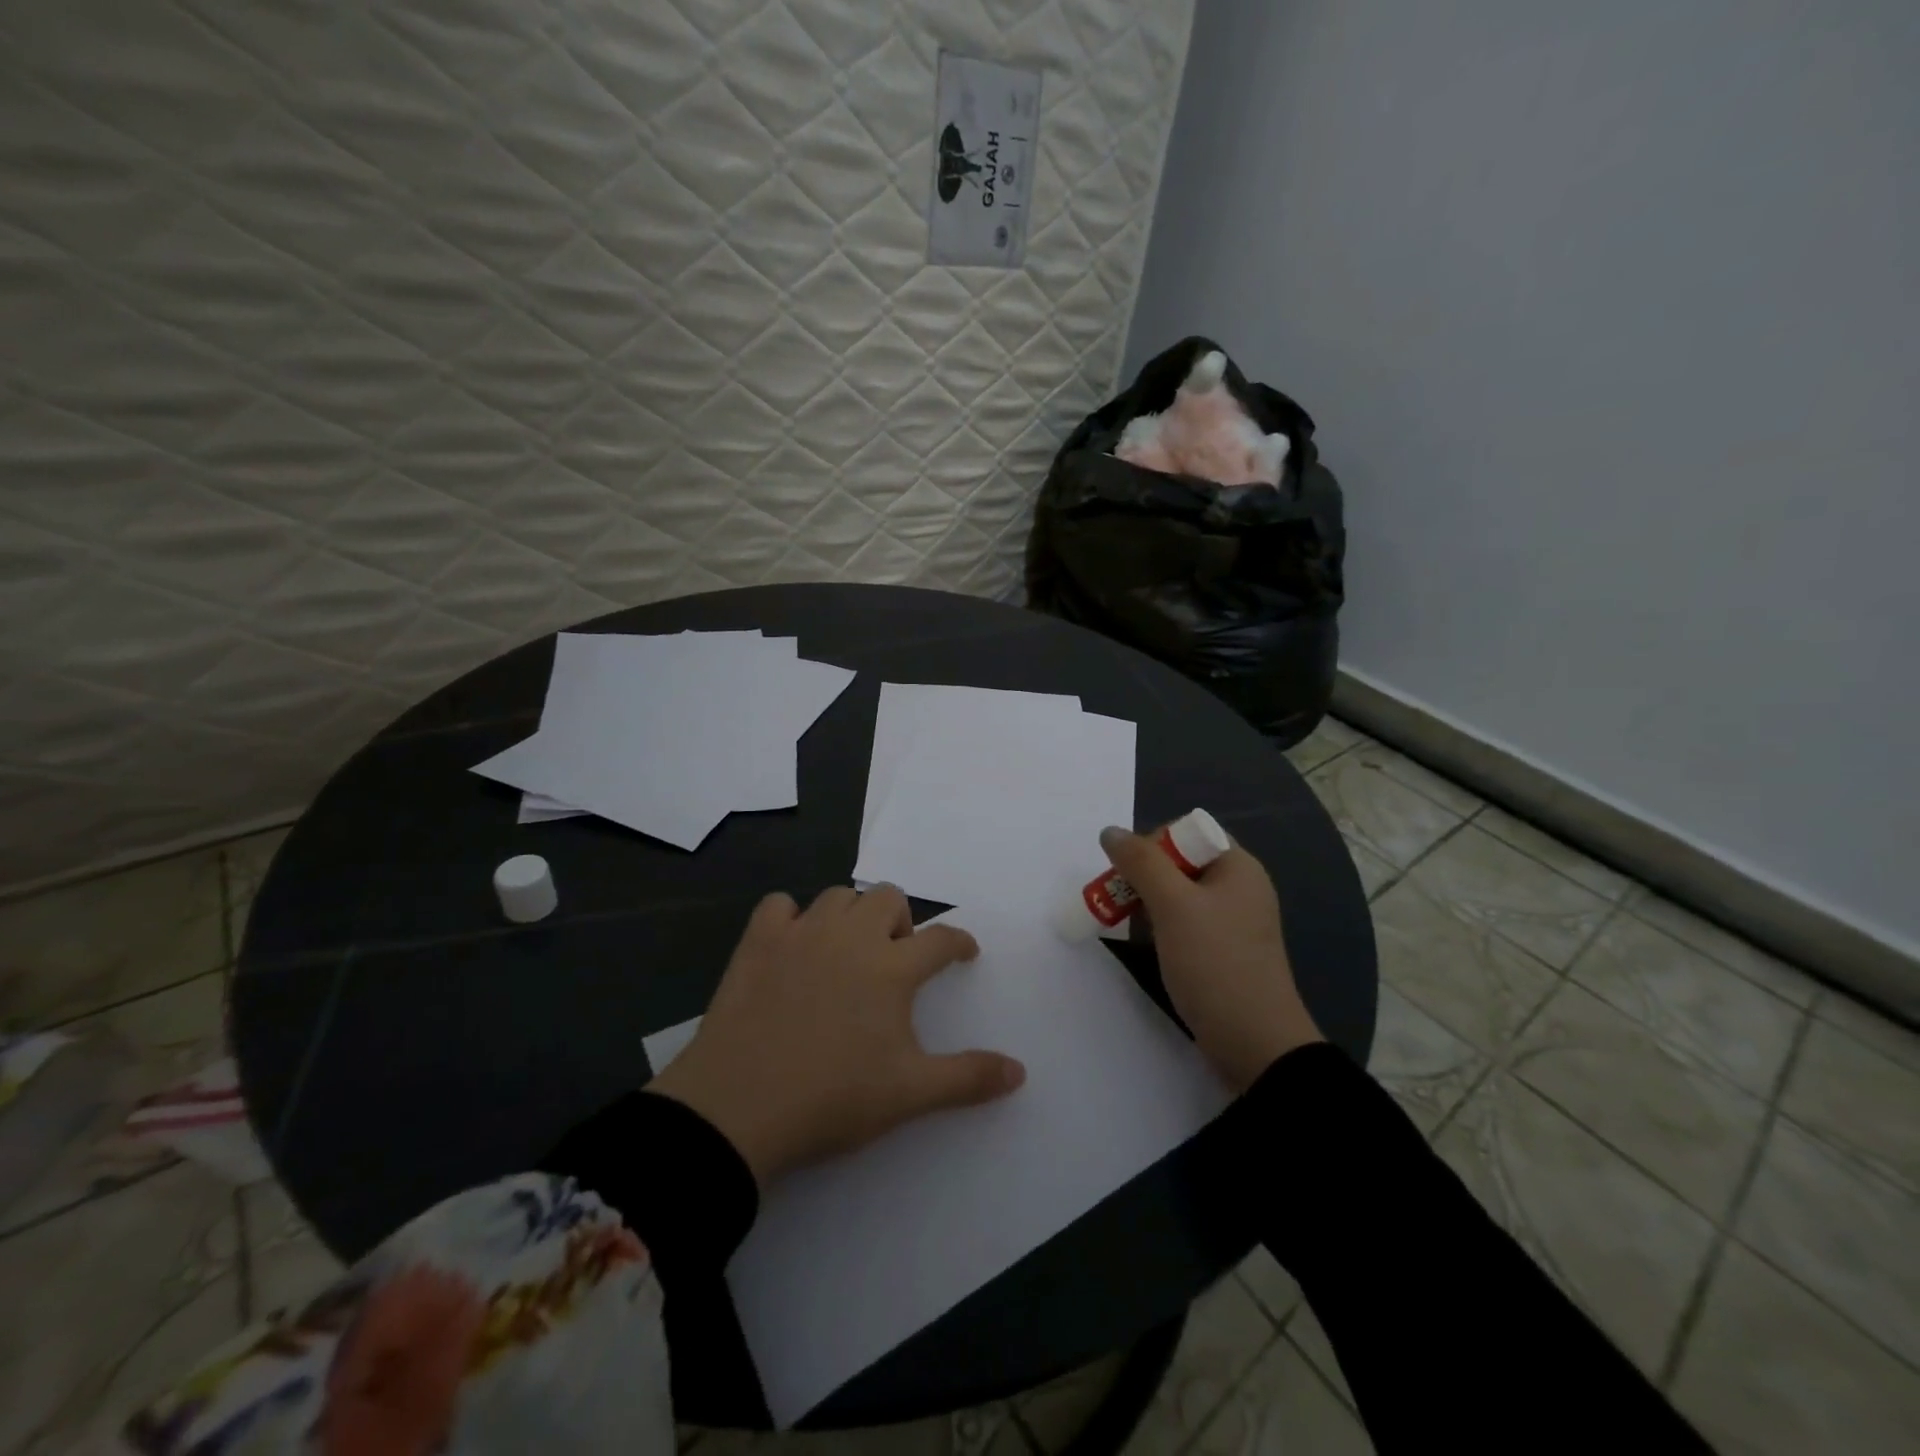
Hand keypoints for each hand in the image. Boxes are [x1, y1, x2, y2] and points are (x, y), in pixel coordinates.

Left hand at [647, 887, 1025, 1185]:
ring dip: (851, 914)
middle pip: (889, 898)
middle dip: (901, 921)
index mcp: (892, 967)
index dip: (959, 942)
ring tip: (847, 950)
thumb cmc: (833, 1098)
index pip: (941, 939)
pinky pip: (779, 905)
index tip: (964, 952)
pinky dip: (790, 917)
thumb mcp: (910, 1093)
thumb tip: (1021, 1071)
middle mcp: (851, 936)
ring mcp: (801, 933)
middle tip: (894, 959)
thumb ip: (969, 1077)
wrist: (738, 1109)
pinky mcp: (758, 941)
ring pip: (838, 895)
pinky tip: (791, 945)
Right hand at [1101, 825, 1322, 1090]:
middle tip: (1119, 899)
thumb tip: (1110, 832)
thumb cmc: (1215, 964)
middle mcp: (1239, 887)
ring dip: (1148, 902)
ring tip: (1125, 922)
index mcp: (1238, 867)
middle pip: (1181, 862)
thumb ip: (1140, 863)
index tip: (1129, 872)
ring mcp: (1232, 922)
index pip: (1188, 831)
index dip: (1154, 843)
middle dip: (1144, 875)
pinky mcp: (1222, 951)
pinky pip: (1185, 923)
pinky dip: (1160, 926)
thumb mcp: (1173, 906)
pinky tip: (1146, 944)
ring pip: (1179, 894)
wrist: (1255, 1045)